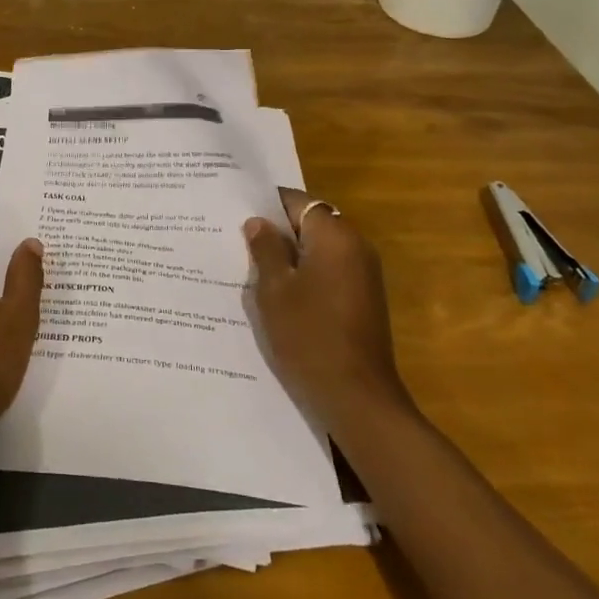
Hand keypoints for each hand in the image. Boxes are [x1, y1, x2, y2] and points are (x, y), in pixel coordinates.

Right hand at [245, 189, 410, 428]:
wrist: (357, 398)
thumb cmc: (309, 336)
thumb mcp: (275, 289)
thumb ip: (265, 249)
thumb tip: (259, 222)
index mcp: (335, 236)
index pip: (296, 201)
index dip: (266, 204)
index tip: (236, 213)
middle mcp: (355, 247)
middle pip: (309, 223)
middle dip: (275, 231)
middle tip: (236, 240)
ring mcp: (363, 274)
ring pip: (317, 250)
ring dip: (288, 256)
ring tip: (249, 268)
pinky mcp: (362, 299)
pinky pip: (327, 272)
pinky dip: (304, 276)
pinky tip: (276, 294)